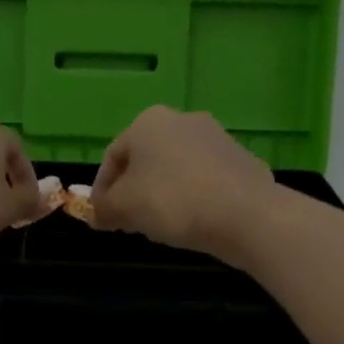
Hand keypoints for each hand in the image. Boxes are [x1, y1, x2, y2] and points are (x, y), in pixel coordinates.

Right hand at [89, 106, 277, 263]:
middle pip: (145, 160)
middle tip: (128, 222)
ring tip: (160, 224)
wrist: (246, 214)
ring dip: (162, 193)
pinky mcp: (241, 159)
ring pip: (175, 168)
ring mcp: (216, 137)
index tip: (102, 217)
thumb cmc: (172, 202)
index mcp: (147, 123)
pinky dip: (192, 196)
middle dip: (133, 191)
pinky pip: (204, 179)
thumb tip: (97, 213)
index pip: (112, 157)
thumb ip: (103, 208)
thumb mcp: (123, 208)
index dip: (101, 190)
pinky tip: (193, 221)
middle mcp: (182, 119)